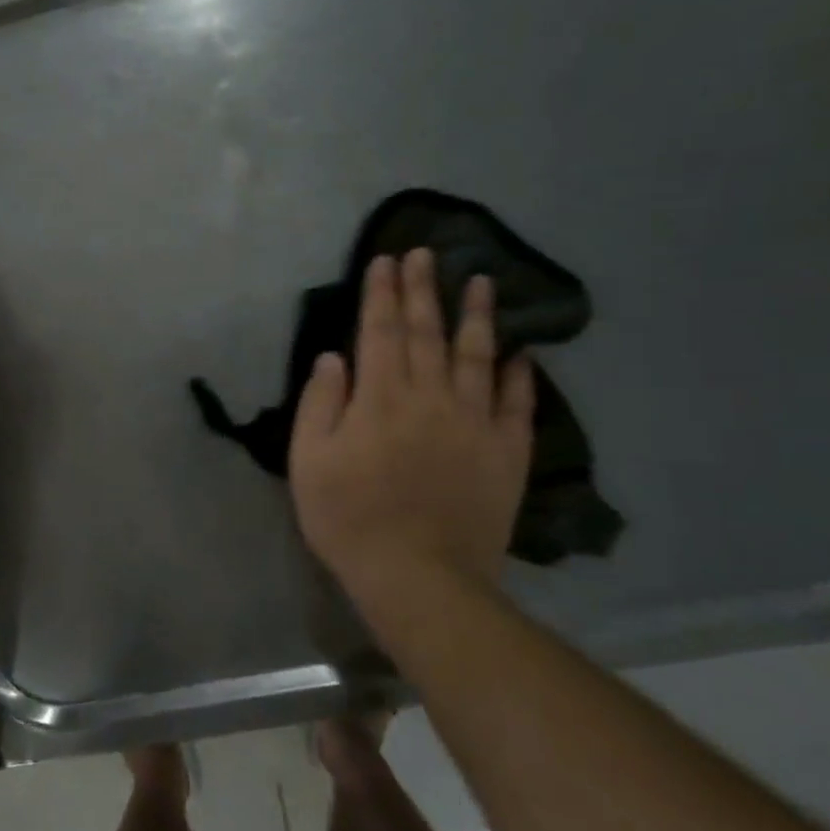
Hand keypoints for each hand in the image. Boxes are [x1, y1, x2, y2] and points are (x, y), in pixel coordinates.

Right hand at [289, 249, 533, 604]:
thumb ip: (320, 404)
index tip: (385, 260)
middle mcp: (430, 398)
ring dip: (477, 317)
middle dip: (423, 290)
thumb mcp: (309, 460)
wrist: (419, 576)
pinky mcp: (506, 453)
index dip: (382, 294)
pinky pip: (516, 405)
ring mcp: (474, 424)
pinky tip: (520, 354)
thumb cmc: (349, 517)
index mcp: (380, 398)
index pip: (381, 332)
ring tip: (481, 282)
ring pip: (477, 357)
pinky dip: (518, 377)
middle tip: (426, 253)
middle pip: (428, 333)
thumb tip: (333, 358)